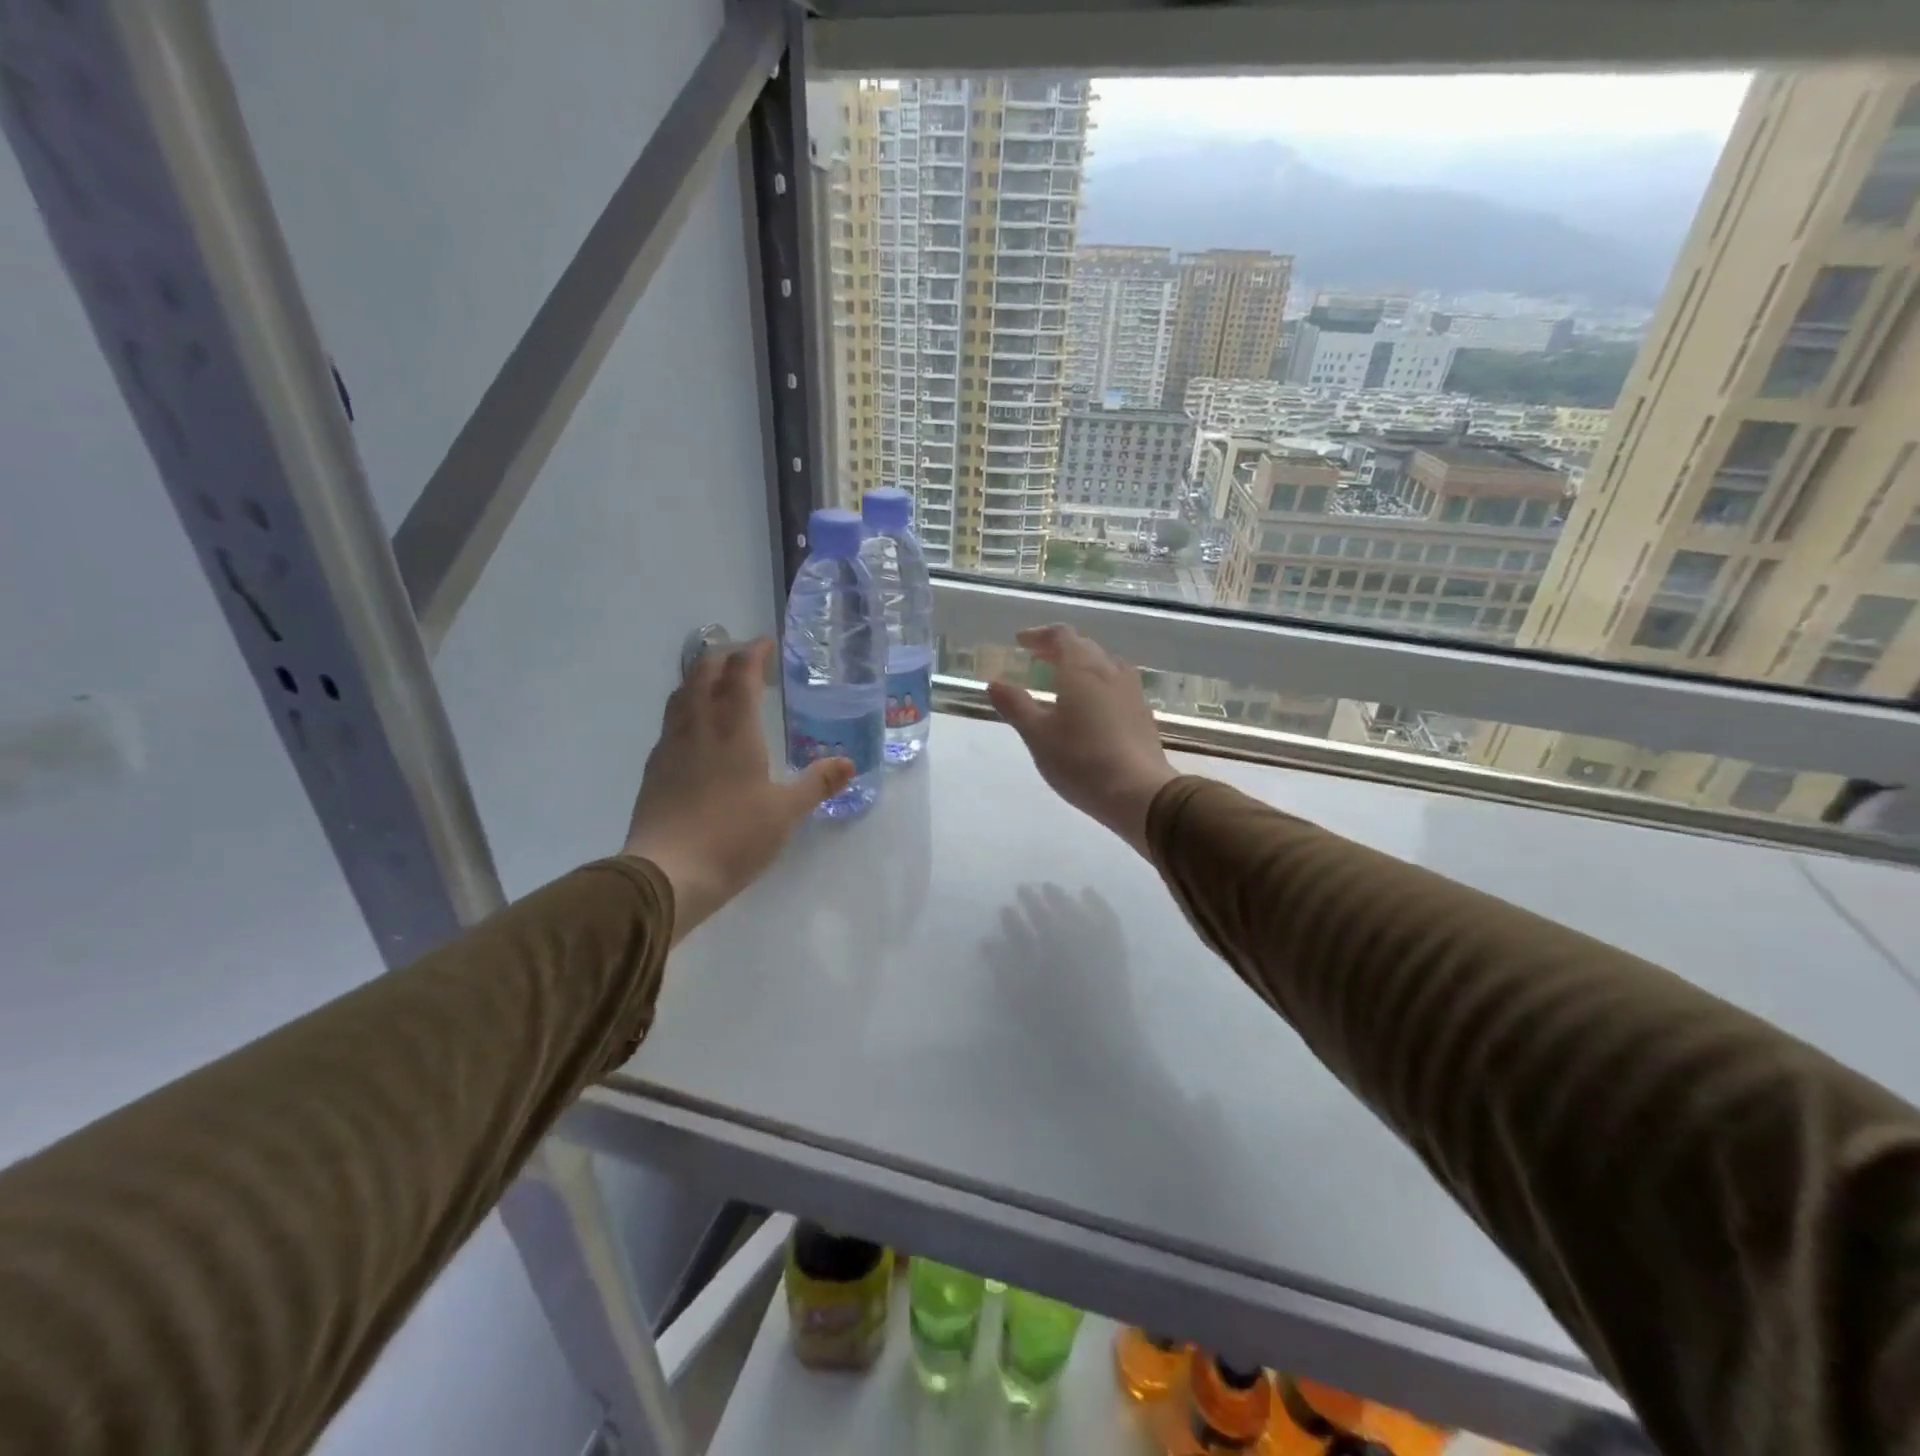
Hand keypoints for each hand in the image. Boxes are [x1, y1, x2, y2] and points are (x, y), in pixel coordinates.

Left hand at [624, 639, 851, 942]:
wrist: (667, 874)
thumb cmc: (734, 837)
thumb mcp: (786, 812)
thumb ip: (817, 783)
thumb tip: (849, 763)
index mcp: (734, 730)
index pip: (740, 675)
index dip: (753, 653)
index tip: (766, 644)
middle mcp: (699, 728)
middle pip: (703, 674)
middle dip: (722, 657)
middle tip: (743, 659)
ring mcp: (671, 747)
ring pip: (681, 695)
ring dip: (699, 679)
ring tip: (716, 684)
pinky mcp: (654, 769)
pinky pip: (671, 723)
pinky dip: (686, 709)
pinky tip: (695, 731)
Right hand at [987, 625, 1176, 856]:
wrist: (1139, 792)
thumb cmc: (1080, 760)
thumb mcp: (1037, 735)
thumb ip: (1015, 705)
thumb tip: (994, 683)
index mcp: (1081, 669)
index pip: (1061, 636)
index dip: (1039, 635)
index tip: (1021, 642)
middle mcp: (1110, 671)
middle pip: (1084, 647)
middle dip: (1059, 649)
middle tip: (1038, 661)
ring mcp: (1132, 692)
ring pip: (1105, 665)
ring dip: (1082, 666)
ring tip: (1065, 683)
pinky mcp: (1143, 714)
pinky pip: (1118, 687)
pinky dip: (1099, 686)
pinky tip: (1092, 709)